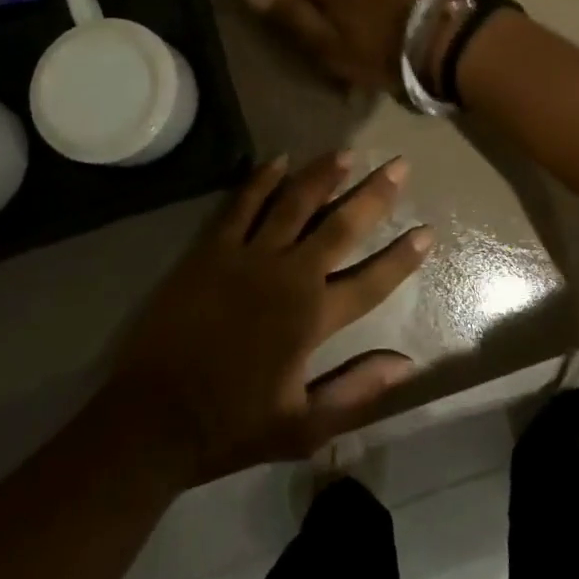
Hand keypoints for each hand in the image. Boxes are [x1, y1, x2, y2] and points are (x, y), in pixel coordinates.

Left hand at [101, 152, 431, 484]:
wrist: (152, 419)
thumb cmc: (231, 425)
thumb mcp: (302, 426)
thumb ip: (356, 391)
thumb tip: (406, 364)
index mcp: (312, 318)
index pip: (371, 280)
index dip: (402, 257)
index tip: (427, 231)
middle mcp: (288, 275)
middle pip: (340, 226)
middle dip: (374, 195)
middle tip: (399, 165)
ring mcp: (248, 257)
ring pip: (294, 203)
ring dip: (324, 175)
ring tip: (348, 153)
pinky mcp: (212, 250)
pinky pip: (242, 204)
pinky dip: (262, 179)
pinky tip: (280, 159)